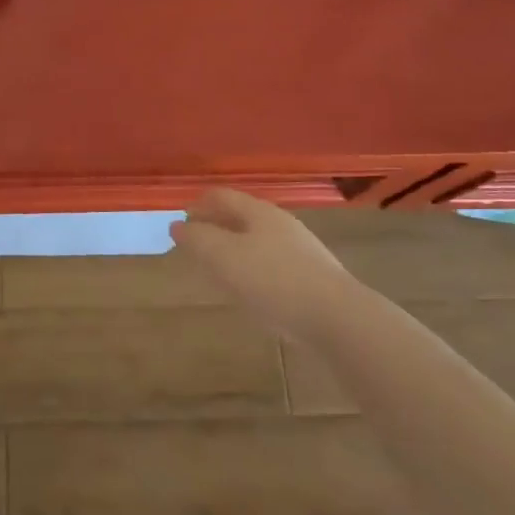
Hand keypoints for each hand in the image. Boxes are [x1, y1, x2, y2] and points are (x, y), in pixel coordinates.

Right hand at [171, 188, 358, 345]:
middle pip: (241, 216)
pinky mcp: (312, 276)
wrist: (337, 318)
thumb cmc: (273, 281)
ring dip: (235, 248)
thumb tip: (177, 225)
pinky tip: (251, 291)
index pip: (221, 196)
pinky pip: (273, 264)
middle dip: (216, 226)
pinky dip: (254, 268)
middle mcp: (281, 224)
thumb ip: (197, 239)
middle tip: (196, 246)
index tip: (181, 222)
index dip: (198, 205)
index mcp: (258, 212)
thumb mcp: (224, 257)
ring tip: (219, 269)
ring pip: (258, 240)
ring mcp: (301, 250)